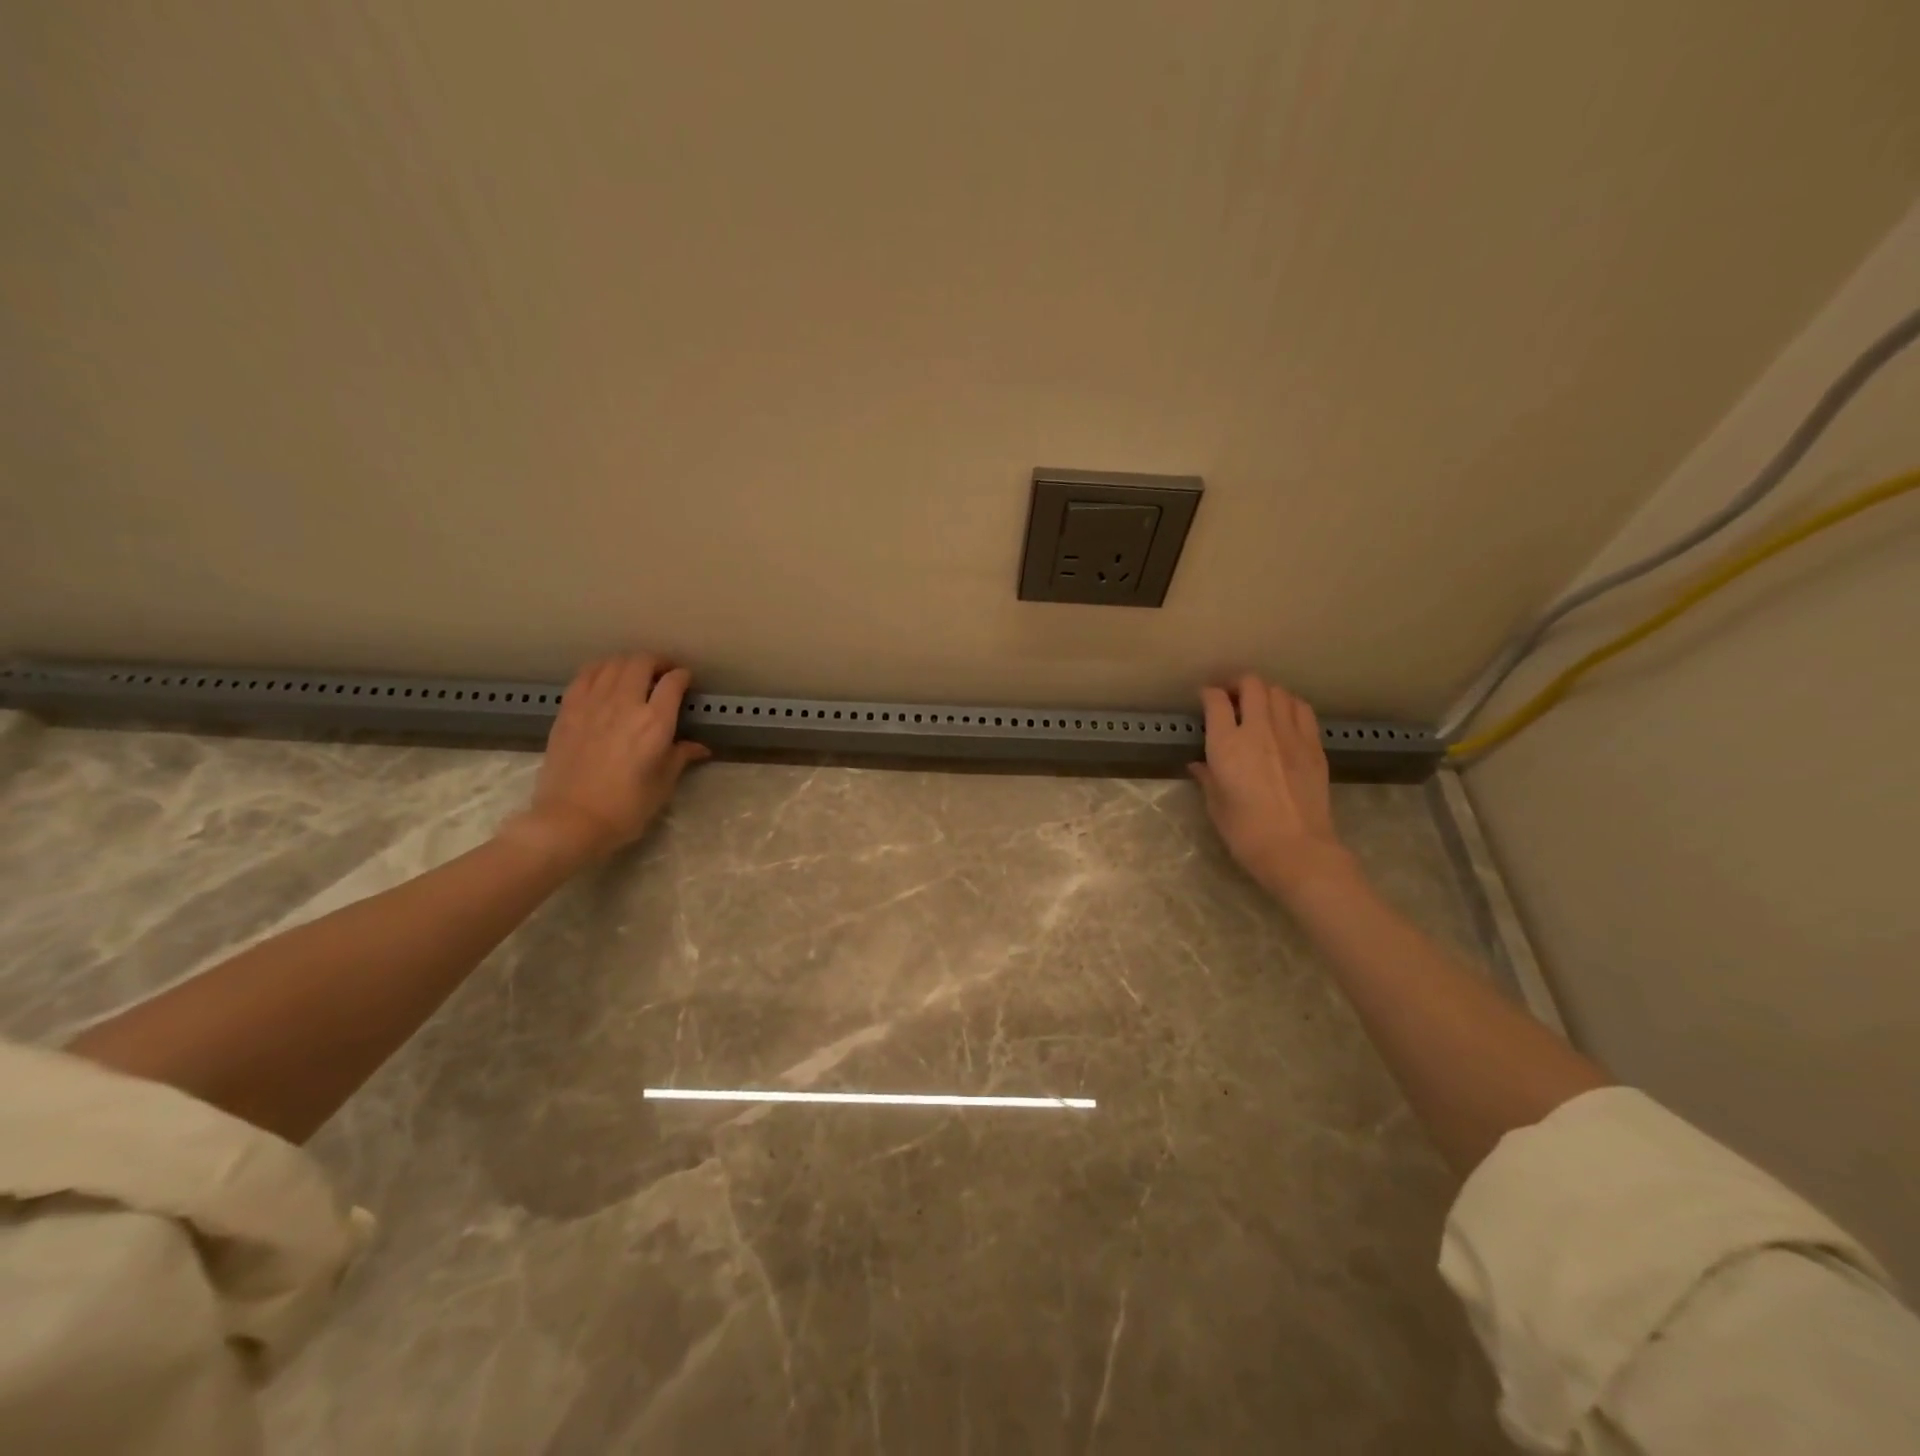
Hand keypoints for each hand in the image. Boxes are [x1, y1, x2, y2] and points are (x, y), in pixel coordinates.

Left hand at [505, 654, 711, 862]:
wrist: (570, 821)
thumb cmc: (625, 808)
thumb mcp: (662, 785)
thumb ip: (680, 757)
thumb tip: (699, 747)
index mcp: (655, 723)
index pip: (673, 682)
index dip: (683, 676)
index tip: (686, 681)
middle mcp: (625, 704)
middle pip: (641, 662)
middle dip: (657, 662)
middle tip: (663, 672)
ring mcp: (592, 704)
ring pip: (612, 663)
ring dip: (628, 663)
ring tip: (635, 673)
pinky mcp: (568, 711)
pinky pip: (585, 675)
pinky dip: (600, 669)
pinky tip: (604, 678)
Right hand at [1191, 674, 1355, 899]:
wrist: (1297, 849)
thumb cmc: (1246, 832)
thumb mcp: (1216, 806)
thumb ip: (1208, 778)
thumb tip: (1200, 765)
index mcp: (1227, 744)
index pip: (1216, 701)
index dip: (1209, 694)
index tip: (1205, 700)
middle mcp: (1259, 730)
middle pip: (1251, 685)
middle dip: (1238, 684)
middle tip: (1232, 697)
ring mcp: (1291, 735)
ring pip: (1279, 692)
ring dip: (1265, 693)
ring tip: (1259, 706)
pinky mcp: (1314, 745)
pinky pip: (1302, 710)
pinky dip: (1290, 706)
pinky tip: (1285, 719)